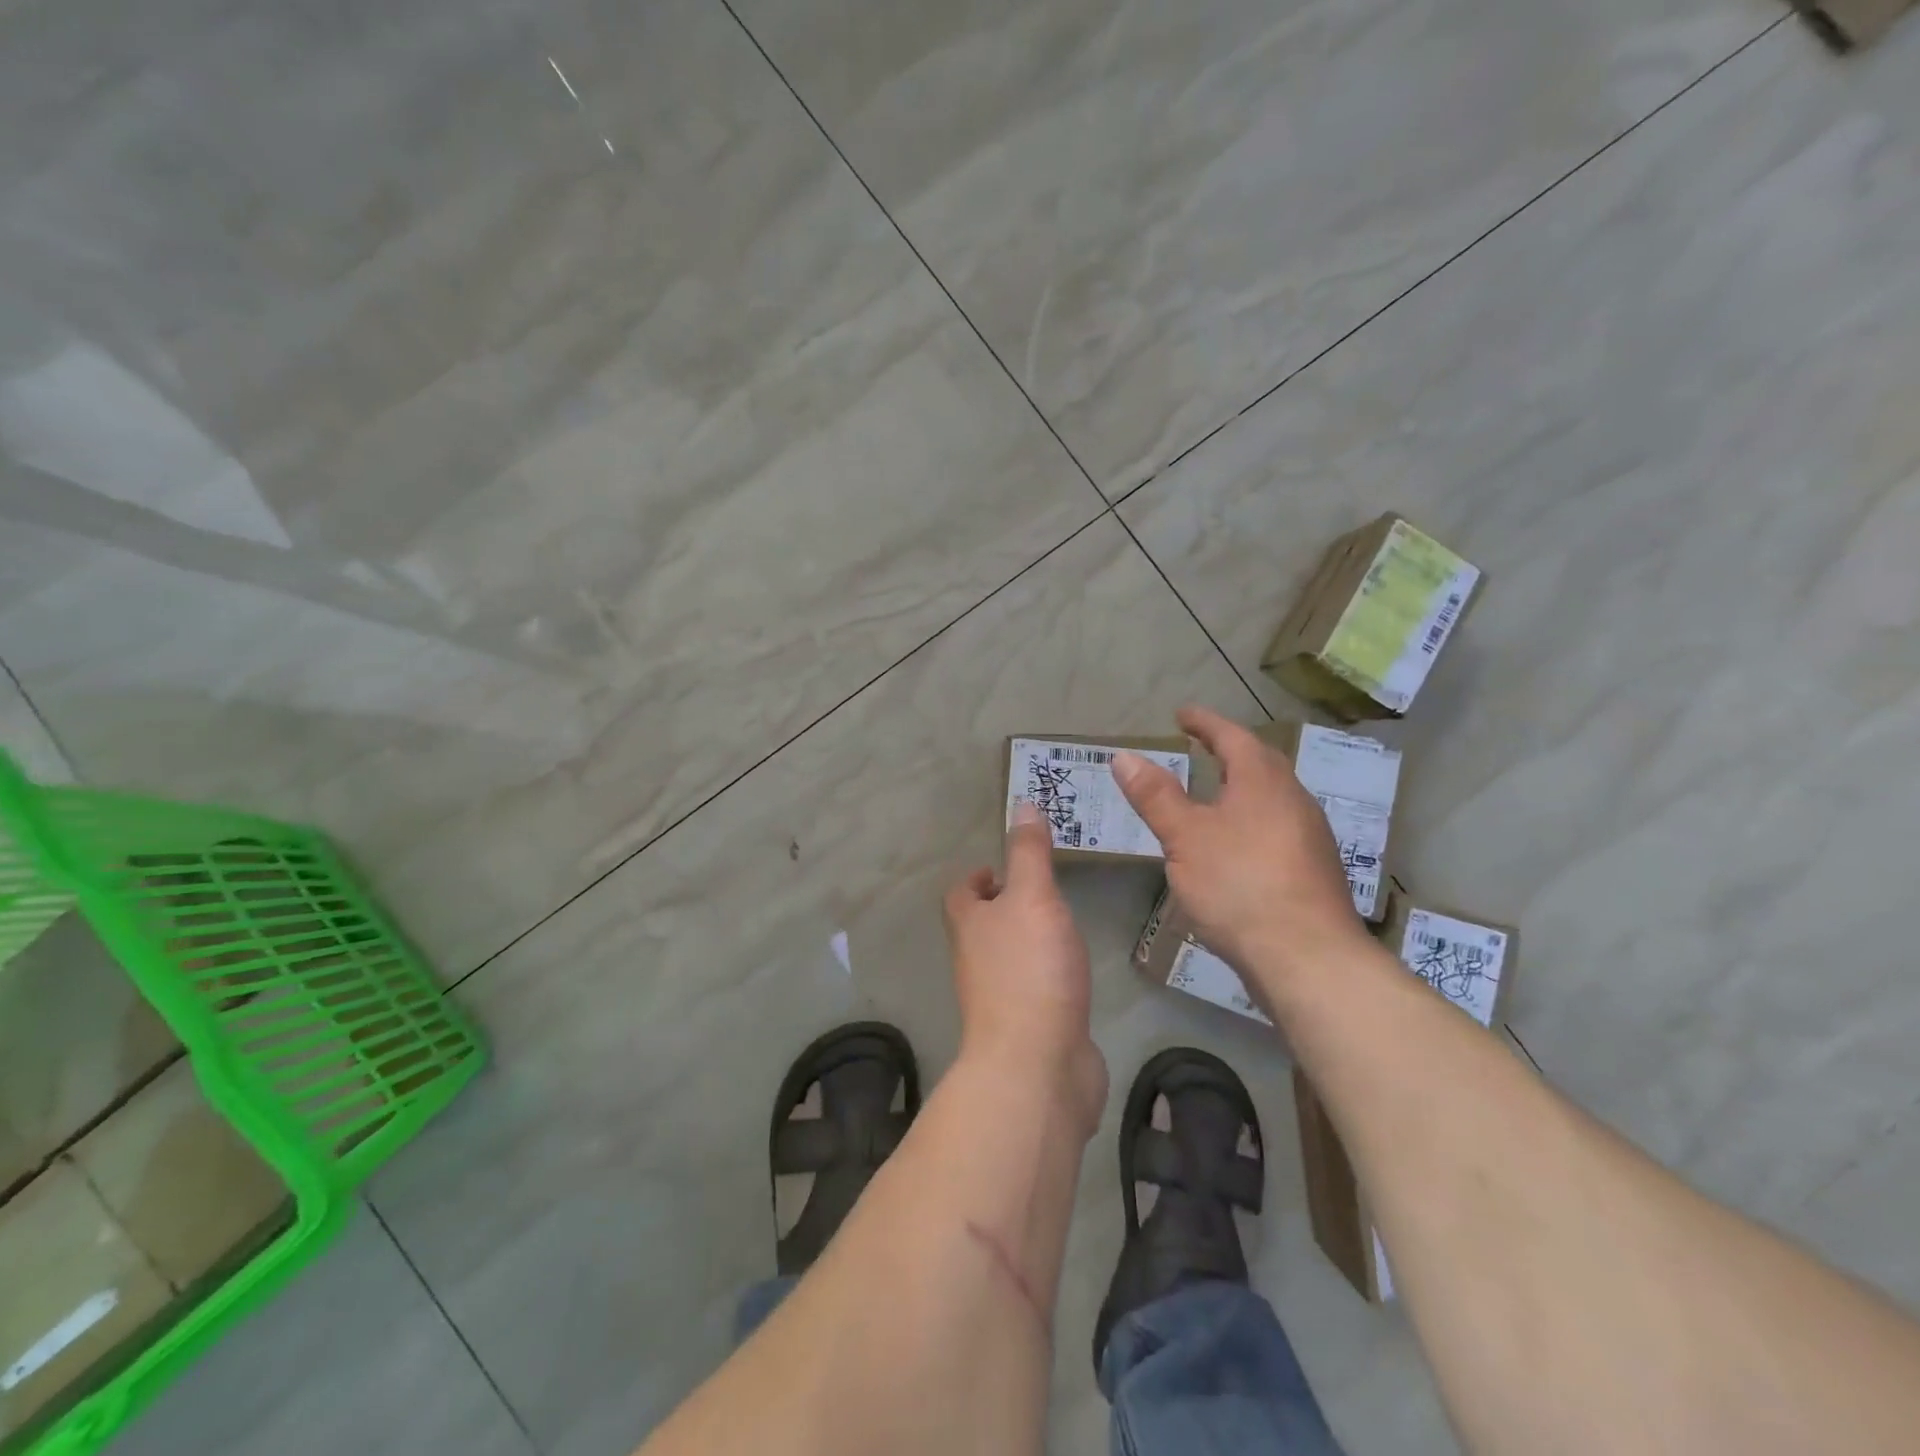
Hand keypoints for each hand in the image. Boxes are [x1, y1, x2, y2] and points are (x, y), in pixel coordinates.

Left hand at [944, 803, 1107, 1134]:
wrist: (1037, 1067)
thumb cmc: (1030, 970)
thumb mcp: (1032, 897)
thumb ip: (1029, 853)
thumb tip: (1022, 804)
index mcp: (969, 926)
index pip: (962, 893)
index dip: (979, 877)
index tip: (1005, 867)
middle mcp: (977, 961)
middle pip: (983, 926)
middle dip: (1008, 907)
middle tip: (1045, 890)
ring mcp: (1001, 999)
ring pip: (1010, 958)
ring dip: (1030, 940)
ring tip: (1064, 923)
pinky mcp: (1029, 1028)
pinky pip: (1037, 991)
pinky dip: (1050, 976)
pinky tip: (1076, 972)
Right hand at [1113, 705, 1369, 986]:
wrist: (1308, 957)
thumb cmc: (1239, 884)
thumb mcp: (1185, 837)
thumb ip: (1156, 796)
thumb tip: (1124, 756)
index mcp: (1262, 781)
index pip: (1232, 737)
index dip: (1205, 723)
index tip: (1182, 714)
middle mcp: (1293, 799)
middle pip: (1260, 763)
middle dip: (1229, 750)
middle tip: (1201, 747)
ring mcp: (1309, 836)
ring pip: (1272, 797)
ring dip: (1243, 787)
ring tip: (1215, 793)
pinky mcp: (1312, 870)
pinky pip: (1277, 827)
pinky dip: (1252, 820)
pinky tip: (1237, 844)